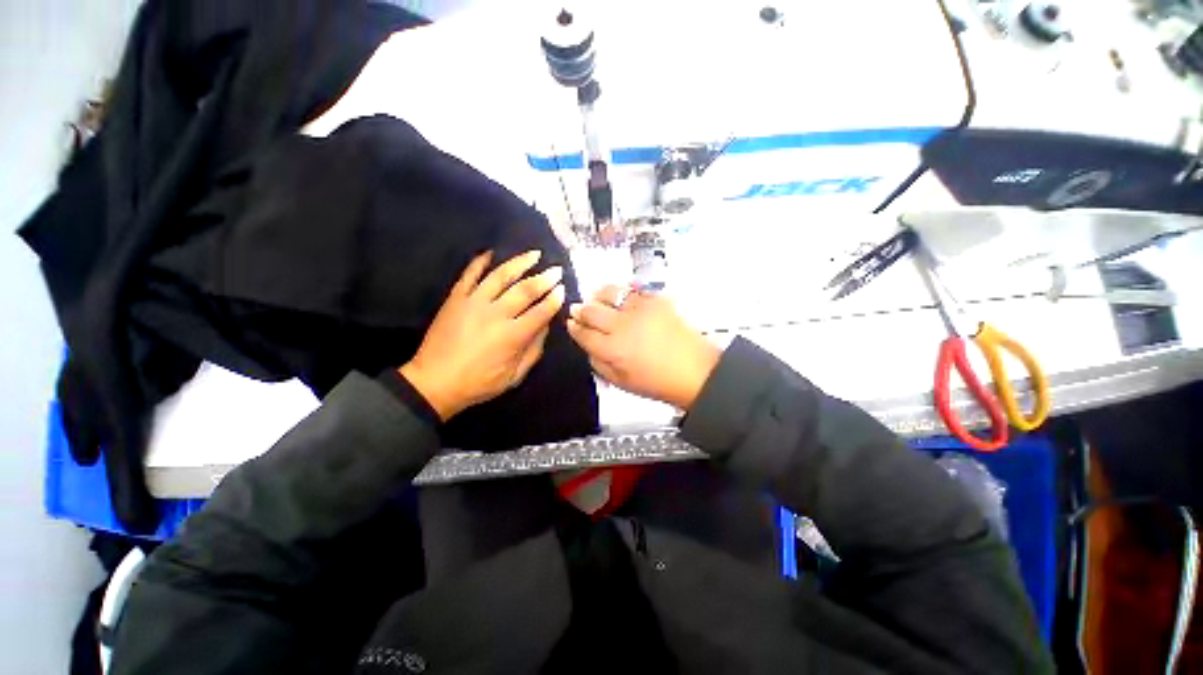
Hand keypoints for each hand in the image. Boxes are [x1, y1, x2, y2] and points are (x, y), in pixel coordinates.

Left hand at [400, 250, 565, 420]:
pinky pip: (469, 275)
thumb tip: (545, 325)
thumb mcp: (514, 376)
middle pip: (525, 290)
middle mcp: (495, 314)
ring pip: (500, 276)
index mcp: (512, 336)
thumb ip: (533, 350)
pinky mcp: (455, 299)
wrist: (434, 383)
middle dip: (544, 278)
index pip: (540, 311)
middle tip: (556, 270)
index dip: (554, 299)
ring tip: (534, 254)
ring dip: (519, 263)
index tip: (563, 289)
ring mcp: (473, 303)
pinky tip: (492, 252)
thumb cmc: (479, 383)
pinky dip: (480, 262)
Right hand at [566, 286, 720, 409]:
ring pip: (609, 293)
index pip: (583, 333)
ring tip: (597, 300)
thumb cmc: (658, 382)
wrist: (695, 371)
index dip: (574, 328)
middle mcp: (622, 325)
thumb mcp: (621, 383)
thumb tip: (588, 345)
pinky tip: (622, 300)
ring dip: (599, 297)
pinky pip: (632, 290)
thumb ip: (598, 363)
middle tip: (578, 310)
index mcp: (612, 349)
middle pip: (591, 310)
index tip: (571, 324)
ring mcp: (640, 309)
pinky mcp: (656, 300)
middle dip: (581, 310)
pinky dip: (623, 294)